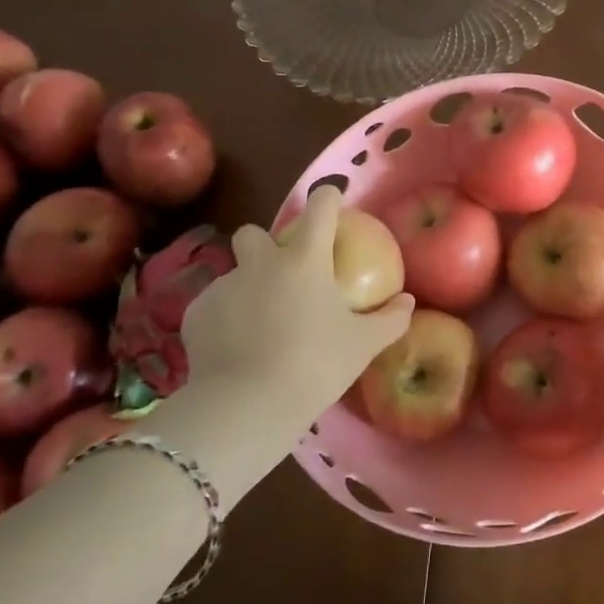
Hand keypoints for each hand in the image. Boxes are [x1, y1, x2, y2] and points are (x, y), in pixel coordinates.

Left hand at [169, 187, 410, 460]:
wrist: (246, 406)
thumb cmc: (315, 364)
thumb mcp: (364, 345)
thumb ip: (390, 319)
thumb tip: (408, 302)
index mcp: (305, 259)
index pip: (319, 207)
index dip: (327, 198)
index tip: (332, 201)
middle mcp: (261, 263)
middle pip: (253, 232)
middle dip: (264, 244)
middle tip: (281, 274)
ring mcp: (223, 287)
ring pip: (233, 273)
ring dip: (247, 287)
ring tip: (259, 323)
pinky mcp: (196, 315)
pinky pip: (213, 306)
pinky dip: (225, 319)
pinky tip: (234, 347)